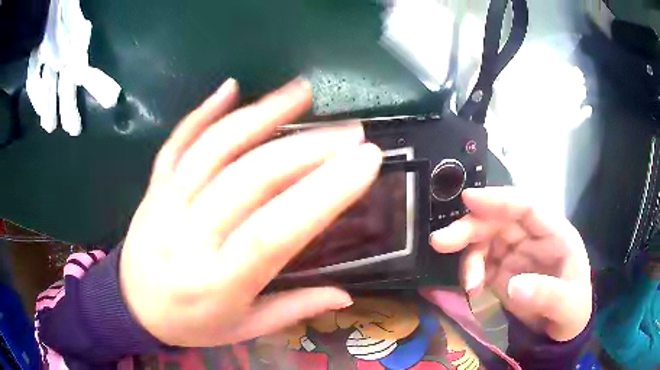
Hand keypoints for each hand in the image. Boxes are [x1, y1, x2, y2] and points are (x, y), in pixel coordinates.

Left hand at [120, 78, 382, 346]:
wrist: (132, 306)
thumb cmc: (190, 323)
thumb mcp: (243, 329)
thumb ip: (293, 309)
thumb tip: (346, 296)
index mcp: (218, 282)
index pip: (275, 233)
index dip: (324, 193)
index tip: (366, 161)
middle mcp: (189, 237)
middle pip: (249, 181)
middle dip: (307, 149)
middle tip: (350, 132)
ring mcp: (165, 203)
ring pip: (214, 149)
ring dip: (261, 115)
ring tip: (301, 93)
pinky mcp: (154, 186)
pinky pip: (178, 142)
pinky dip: (204, 111)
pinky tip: (232, 87)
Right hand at [428, 187, 591, 341]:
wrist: (559, 329)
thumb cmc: (572, 308)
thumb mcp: (568, 305)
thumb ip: (548, 294)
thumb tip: (514, 286)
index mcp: (554, 232)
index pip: (526, 206)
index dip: (499, 199)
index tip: (469, 198)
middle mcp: (531, 236)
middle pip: (498, 220)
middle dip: (470, 227)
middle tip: (441, 241)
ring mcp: (514, 253)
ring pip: (484, 239)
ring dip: (468, 254)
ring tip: (468, 283)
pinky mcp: (500, 270)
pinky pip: (479, 263)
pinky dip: (470, 273)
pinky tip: (472, 290)